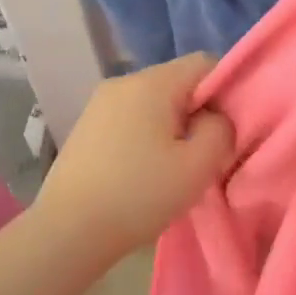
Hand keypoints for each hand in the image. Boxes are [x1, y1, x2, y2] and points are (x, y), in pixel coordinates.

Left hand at [34, 54, 234, 270]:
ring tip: (174, 166)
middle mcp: (123, 82)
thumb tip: (213, 118)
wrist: (68, 231)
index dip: (226, 91)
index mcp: (152, 83)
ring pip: (154, 103)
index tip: (227, 129)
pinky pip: (131, 118)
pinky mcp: (86, 127)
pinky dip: (147, 136)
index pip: (204, 63)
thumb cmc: (140, 194)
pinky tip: (144, 170)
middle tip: (205, 154)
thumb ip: (221, 130)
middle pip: (178, 82)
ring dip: (173, 127)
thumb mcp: (199, 165)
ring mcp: (99, 104)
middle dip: (199, 112)